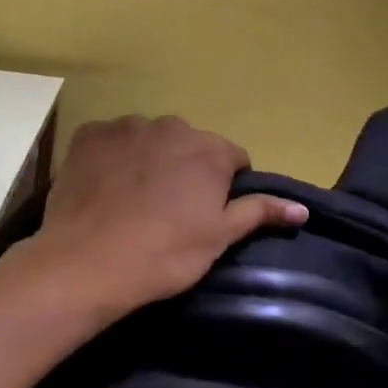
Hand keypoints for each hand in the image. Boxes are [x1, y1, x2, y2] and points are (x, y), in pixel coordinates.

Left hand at [13, 115, 307, 323]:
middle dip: (185, 169)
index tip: (207, 213)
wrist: (85, 262)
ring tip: (132, 200)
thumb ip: (259, 212)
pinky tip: (103, 189)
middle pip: (189, 145)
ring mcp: (127, 126)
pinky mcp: (90, 134)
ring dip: (148, 160)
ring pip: (149, 140)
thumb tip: (301, 207)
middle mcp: (171, 126)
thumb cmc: (163, 254)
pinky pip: (110, 141)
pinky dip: (111, 158)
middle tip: (169, 210)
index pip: (232, 159)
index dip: (224, 186)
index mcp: (209, 149)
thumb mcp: (219, 238)